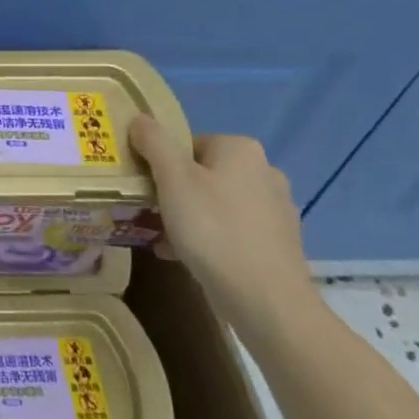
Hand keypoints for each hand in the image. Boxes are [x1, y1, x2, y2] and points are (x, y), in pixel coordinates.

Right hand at [128, 117, 319, 341]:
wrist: (266, 300)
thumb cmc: (213, 229)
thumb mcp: (172, 179)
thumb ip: (154, 142)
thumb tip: (140, 118)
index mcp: (240, 149)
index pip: (187, 144)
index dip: (160, 164)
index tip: (145, 188)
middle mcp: (265, 171)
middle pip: (201, 173)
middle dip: (173, 192)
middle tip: (149, 213)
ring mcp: (276, 209)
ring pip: (215, 203)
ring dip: (188, 217)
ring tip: (162, 239)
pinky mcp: (278, 243)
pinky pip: (231, 230)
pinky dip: (208, 238)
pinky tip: (186, 257)